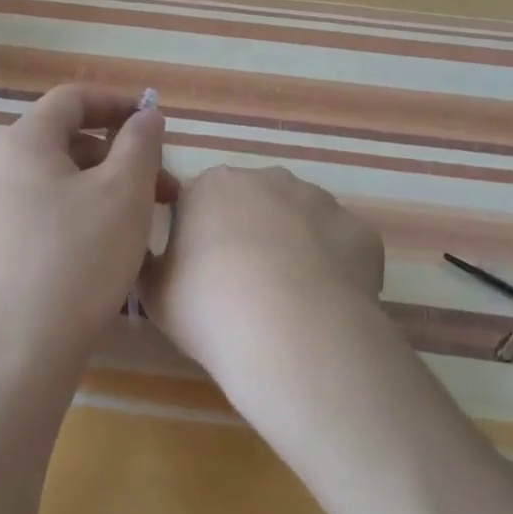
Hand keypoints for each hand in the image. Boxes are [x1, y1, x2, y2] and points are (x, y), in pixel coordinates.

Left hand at [0, 85, 170, 379]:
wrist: (19, 349)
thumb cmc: (80, 257)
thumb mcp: (125, 192)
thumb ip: (141, 143)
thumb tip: (145, 114)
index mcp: (24, 143)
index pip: (71, 99)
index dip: (116, 102)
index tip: (154, 121)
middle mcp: (1, 170)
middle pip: (68, 142)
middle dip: (121, 156)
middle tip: (165, 188)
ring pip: (62, 182)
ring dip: (107, 189)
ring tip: (145, 223)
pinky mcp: (0, 251)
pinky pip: (48, 214)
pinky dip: (85, 215)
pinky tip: (112, 249)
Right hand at [140, 166, 385, 406]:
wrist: (292, 335)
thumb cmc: (210, 308)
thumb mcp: (154, 293)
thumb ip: (152, 265)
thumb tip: (159, 259)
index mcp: (213, 186)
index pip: (200, 202)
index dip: (201, 238)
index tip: (203, 274)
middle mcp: (269, 179)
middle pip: (254, 204)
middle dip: (250, 234)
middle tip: (245, 287)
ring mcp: (321, 201)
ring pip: (301, 221)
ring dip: (294, 248)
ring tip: (289, 300)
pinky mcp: (360, 231)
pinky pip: (340, 247)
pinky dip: (333, 268)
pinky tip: (324, 304)